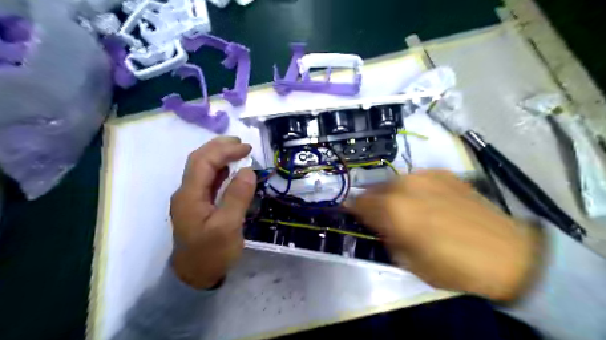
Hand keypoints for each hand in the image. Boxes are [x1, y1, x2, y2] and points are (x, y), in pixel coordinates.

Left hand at [169, 136, 255, 287]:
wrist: (195, 277)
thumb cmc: (211, 253)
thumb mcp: (228, 227)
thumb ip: (237, 197)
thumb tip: (248, 171)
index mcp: (189, 195)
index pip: (204, 161)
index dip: (224, 150)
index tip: (247, 148)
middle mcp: (186, 192)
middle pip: (199, 160)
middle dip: (219, 147)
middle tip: (241, 144)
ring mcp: (191, 199)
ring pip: (201, 169)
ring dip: (218, 156)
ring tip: (237, 151)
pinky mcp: (198, 205)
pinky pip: (207, 180)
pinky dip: (219, 169)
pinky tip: (230, 170)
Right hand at [350, 170, 543, 299]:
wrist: (507, 253)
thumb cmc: (452, 266)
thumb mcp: (407, 261)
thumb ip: (385, 237)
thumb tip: (377, 224)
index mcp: (392, 209)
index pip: (357, 203)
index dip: (352, 210)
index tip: (354, 216)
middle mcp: (404, 185)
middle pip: (374, 190)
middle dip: (372, 203)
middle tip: (381, 218)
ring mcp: (425, 175)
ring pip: (394, 182)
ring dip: (392, 195)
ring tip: (406, 209)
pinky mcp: (442, 172)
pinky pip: (415, 178)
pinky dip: (413, 189)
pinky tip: (428, 202)